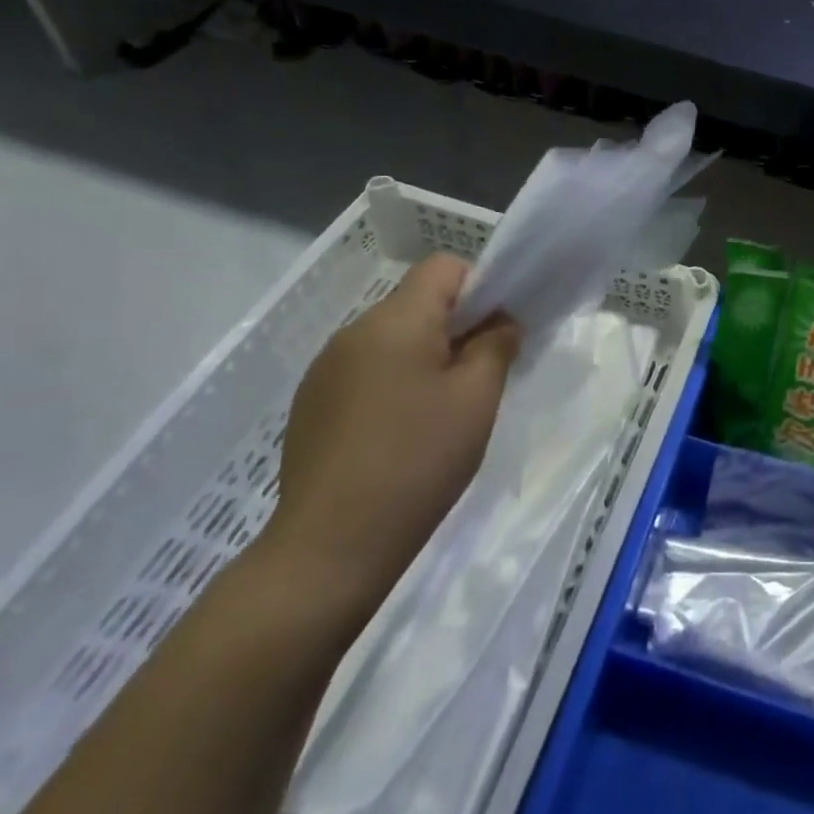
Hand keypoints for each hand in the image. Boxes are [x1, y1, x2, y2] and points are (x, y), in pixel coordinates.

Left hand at [263, 254, 519, 614]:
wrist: (331, 545)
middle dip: (457, 327)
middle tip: (480, 378)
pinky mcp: (312, 404)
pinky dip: (394, 383)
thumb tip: (500, 321)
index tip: (498, 332)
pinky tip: (401, 433)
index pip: (444, 267)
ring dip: (425, 357)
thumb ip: (496, 345)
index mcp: (395, 321)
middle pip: (418, 302)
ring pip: (393, 339)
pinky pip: (367, 370)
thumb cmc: (418, 461)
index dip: (481, 287)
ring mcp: (326, 369)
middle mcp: (354, 332)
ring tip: (442, 411)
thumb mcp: (477, 399)